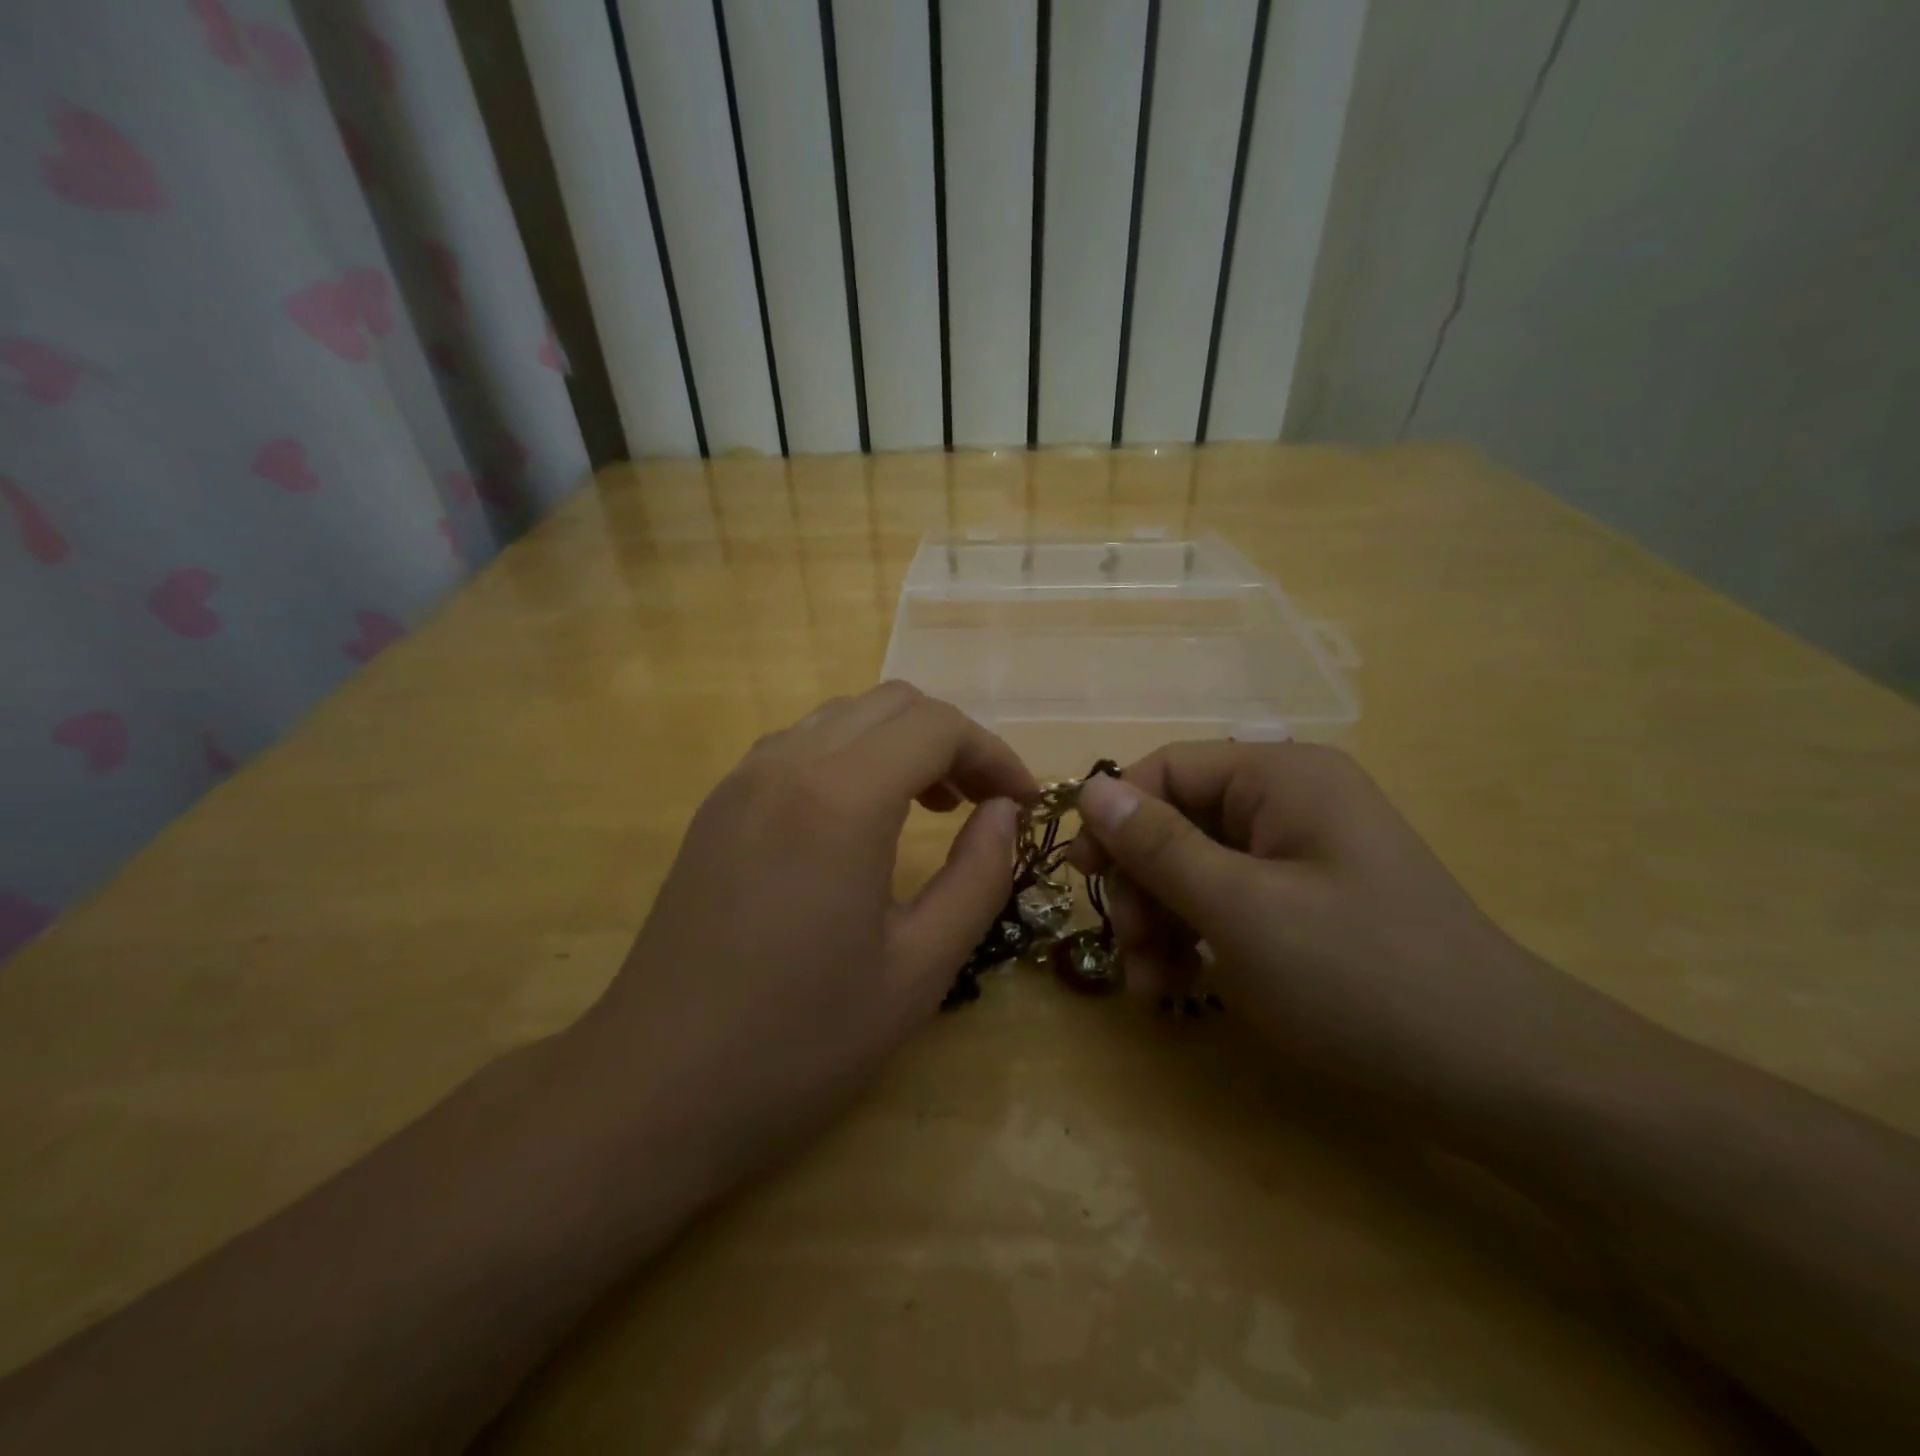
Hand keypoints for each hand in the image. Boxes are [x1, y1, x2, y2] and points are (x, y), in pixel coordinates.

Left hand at [567, 684, 1035, 1193]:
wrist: (654, 1089)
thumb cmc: (799, 1041)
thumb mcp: (919, 969)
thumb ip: (978, 877)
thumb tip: (1005, 813)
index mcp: (839, 799)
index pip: (937, 726)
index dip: (993, 754)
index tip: (1022, 803)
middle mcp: (785, 765)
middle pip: (891, 704)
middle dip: (951, 740)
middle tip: (981, 804)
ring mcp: (741, 781)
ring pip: (842, 717)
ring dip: (898, 744)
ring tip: (928, 808)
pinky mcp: (716, 807)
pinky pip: (799, 747)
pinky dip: (851, 758)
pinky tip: (860, 821)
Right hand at [1070, 742, 1621, 1113]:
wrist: (1506, 1078)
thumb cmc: (1361, 979)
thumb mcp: (1241, 910)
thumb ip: (1159, 846)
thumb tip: (1090, 788)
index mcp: (1282, 777)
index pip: (1168, 768)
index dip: (1116, 817)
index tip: (1084, 878)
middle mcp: (1292, 802)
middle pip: (1179, 821)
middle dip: (1143, 885)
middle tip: (1129, 951)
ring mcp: (1304, 856)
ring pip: (1198, 869)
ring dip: (1163, 921)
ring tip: (1151, 987)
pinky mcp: (1311, 904)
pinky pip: (1231, 903)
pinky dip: (1199, 940)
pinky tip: (1184, 987)